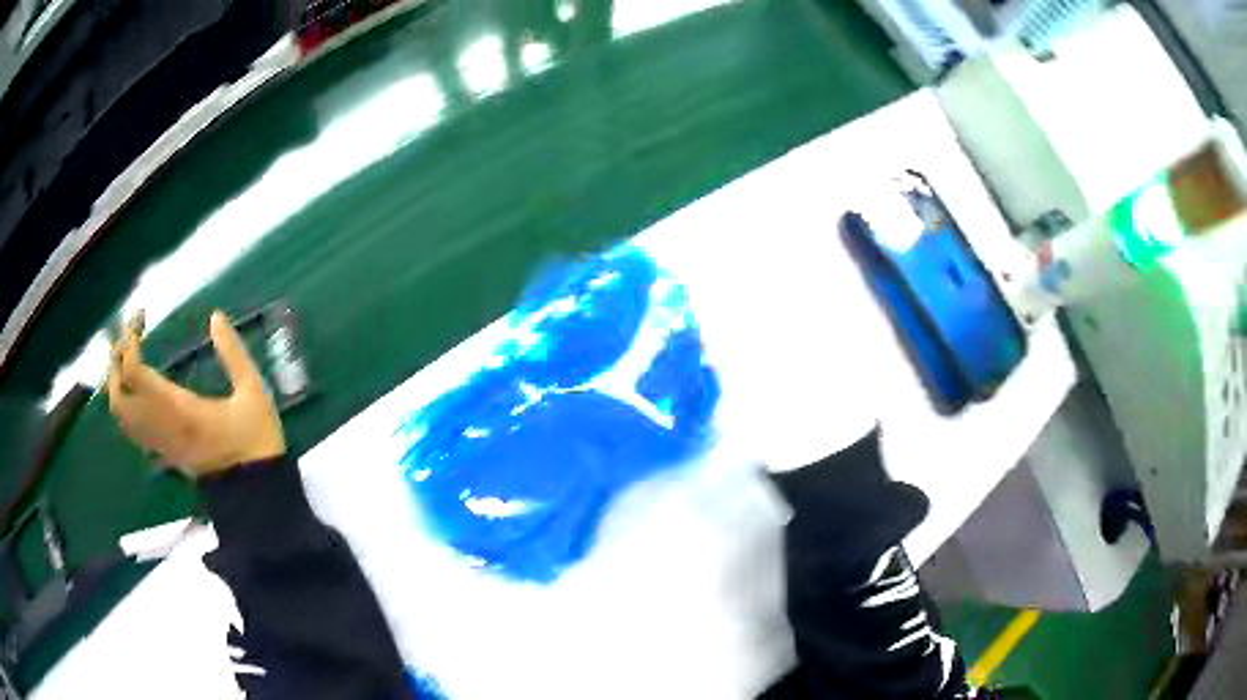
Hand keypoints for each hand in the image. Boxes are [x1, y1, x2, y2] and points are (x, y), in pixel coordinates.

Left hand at [108, 310, 285, 477]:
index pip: (135, 372)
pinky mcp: (164, 454)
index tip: (140, 316)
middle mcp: (161, 426)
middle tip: (130, 336)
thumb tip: (215, 316)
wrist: (257, 494)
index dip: (130, 340)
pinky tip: (136, 390)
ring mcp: (160, 444)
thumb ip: (233, 353)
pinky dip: (124, 404)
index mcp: (178, 408)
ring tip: (129, 358)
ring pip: (120, 415)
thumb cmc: (255, 441)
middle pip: (118, 394)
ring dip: (116, 382)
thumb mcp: (252, 392)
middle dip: (116, 360)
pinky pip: (131, 428)